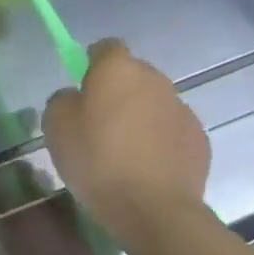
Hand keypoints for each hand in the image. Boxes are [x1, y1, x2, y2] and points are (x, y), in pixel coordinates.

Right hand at [45, 39, 210, 248]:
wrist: (153, 208)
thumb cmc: (96, 160)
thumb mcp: (55, 126)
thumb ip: (63, 100)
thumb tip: (76, 97)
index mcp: (118, 70)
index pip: (106, 47)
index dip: (91, 61)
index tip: (81, 83)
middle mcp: (155, 80)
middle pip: (132, 74)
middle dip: (116, 90)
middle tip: (95, 121)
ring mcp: (181, 109)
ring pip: (152, 102)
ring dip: (137, 115)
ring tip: (119, 148)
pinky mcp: (198, 139)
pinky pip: (169, 129)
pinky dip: (156, 139)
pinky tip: (142, 166)